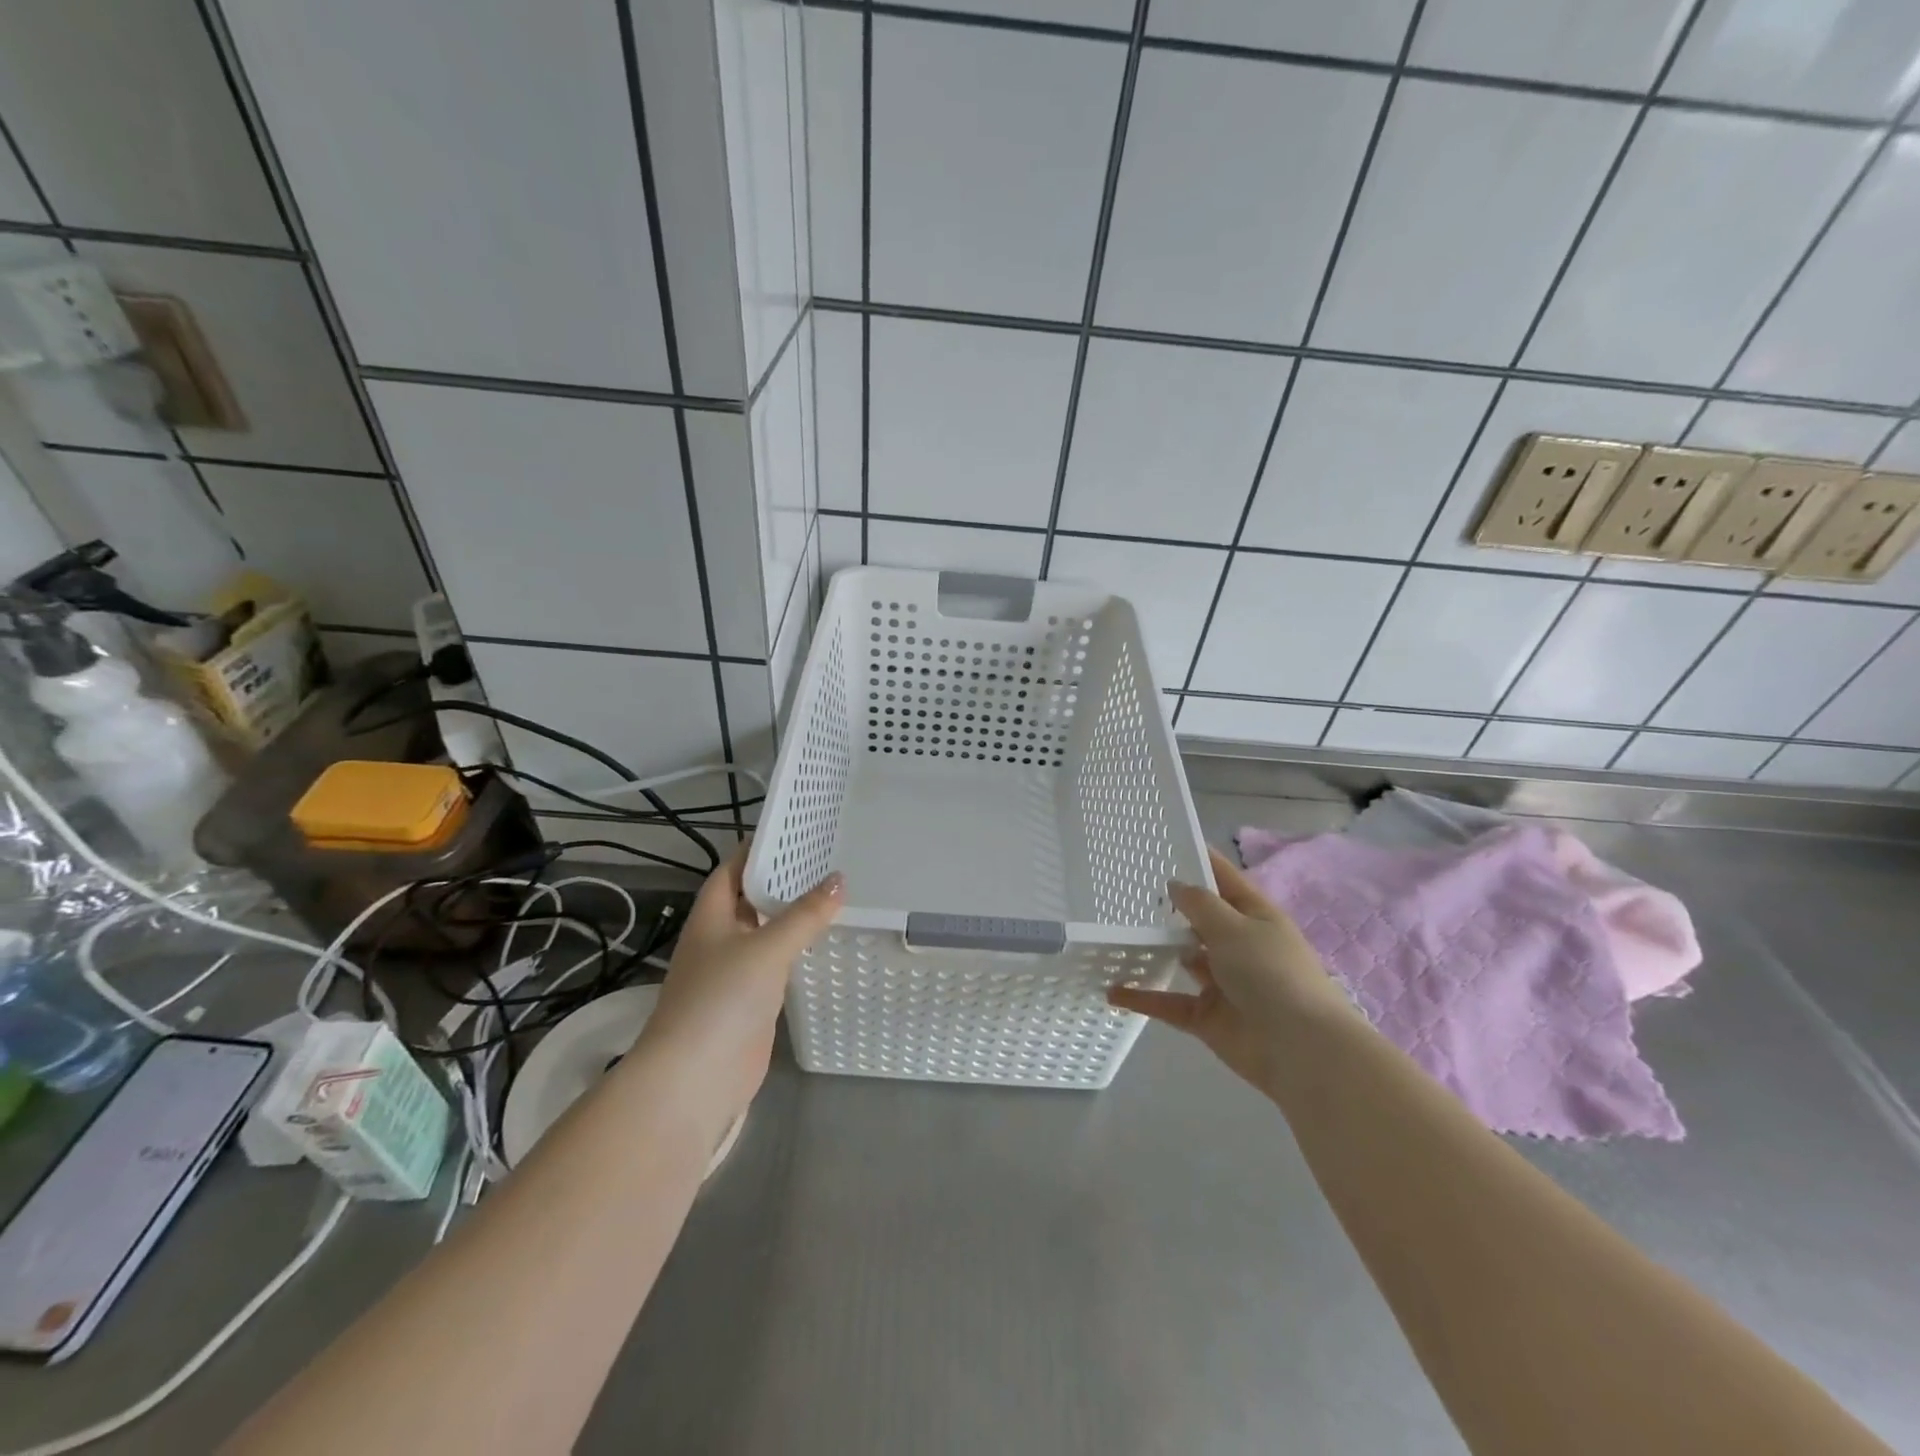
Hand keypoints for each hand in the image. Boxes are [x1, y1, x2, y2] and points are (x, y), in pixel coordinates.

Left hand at [634, 846, 842, 1121]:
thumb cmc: (722, 999)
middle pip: (752, 898)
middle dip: (784, 879)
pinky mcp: (751, 1000)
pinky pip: (777, 963)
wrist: (696, 1078)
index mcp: (712, 916)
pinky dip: (797, 949)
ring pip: (766, 931)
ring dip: (793, 915)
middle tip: (828, 856)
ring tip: (834, 891)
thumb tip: (839, 880)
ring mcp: (734, 971)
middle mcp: (720, 938)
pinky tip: (825, 940)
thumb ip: (804, 915)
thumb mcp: (767, 948)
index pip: (734, 868)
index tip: (796, 830)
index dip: (760, 848)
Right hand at [1108, 846, 1352, 1093]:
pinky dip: (1144, 998)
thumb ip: (1199, 904)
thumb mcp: (1234, 927)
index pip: (1223, 880)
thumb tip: (1175, 884)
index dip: (1199, 861)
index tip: (1165, 845)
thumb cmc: (1271, 973)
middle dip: (1170, 908)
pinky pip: (1170, 1002)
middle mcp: (1239, 946)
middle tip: (1125, 891)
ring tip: (1115, 935)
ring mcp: (1222, 983)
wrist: (1300, 1049)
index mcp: (1255, 917)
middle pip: (1199, 921)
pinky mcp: (1207, 1017)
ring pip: (1182, 960)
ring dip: (1156, 951)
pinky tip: (1113, 991)